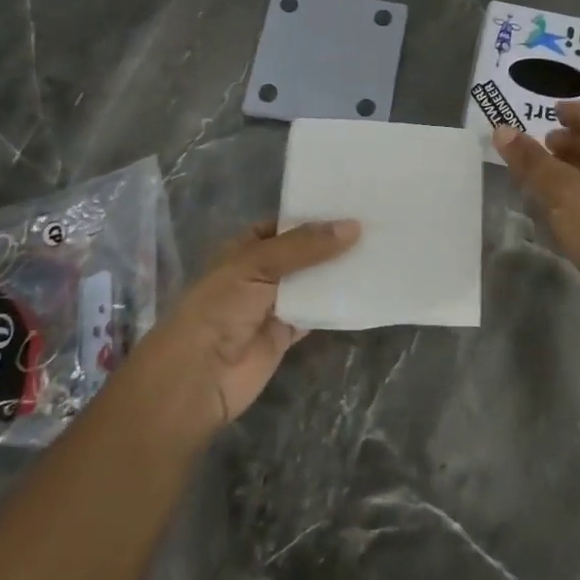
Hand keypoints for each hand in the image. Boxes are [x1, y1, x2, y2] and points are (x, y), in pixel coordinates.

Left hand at [138, 219, 359, 433]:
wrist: (200, 374)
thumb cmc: (221, 305)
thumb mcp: (260, 263)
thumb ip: (307, 246)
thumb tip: (354, 226)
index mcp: (246, 247)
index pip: (286, 225)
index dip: (315, 216)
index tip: (352, 204)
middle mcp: (261, 272)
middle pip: (304, 253)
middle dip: (333, 244)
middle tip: (376, 226)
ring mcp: (274, 304)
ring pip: (313, 282)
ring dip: (338, 273)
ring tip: (380, 252)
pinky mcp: (287, 333)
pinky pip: (317, 313)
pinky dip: (337, 305)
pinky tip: (366, 290)